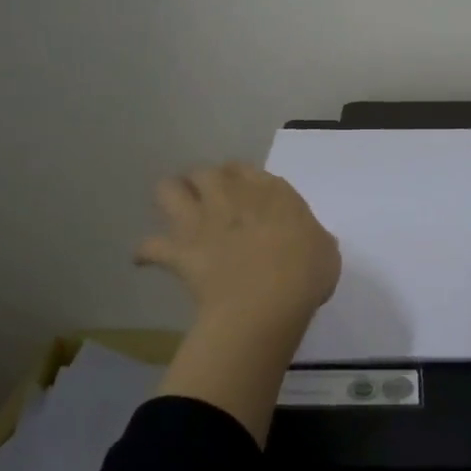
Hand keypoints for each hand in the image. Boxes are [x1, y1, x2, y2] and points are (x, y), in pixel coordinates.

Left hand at [136, 162, 340, 340]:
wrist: (268, 300)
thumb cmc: (306, 272)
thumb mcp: (325, 249)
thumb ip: (312, 238)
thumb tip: (306, 242)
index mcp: (270, 191)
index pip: (245, 170)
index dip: (241, 180)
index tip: (244, 194)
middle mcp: (231, 195)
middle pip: (206, 173)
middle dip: (204, 182)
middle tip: (210, 199)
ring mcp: (201, 220)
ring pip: (169, 190)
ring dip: (171, 197)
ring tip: (176, 211)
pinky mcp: (180, 250)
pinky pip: (150, 246)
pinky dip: (146, 252)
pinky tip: (145, 258)